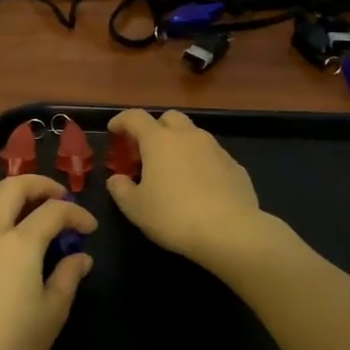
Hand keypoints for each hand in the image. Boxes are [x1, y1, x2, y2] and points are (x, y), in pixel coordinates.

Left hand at [0, 174, 95, 349]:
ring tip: (43, 217)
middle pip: (12, 188)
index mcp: (19, 244)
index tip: (91, 228)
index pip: (53, 211)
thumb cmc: (12, 347)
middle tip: (62, 198)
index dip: (76, 214)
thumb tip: (79, 257)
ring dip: (19, 199)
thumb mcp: (51, 314)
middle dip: (40, 184)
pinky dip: (5, 219)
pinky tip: (20, 245)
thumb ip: (67, 278)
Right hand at [105, 109, 266, 266]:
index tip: (114, 131)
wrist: (230, 231)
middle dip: (155, 128)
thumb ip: (120, 189)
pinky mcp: (235, 166)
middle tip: (147, 151)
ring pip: (194, 135)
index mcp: (159, 141)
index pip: (135, 117)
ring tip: (174, 171)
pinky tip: (199, 187)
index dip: (121, 120)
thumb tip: (117, 179)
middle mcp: (189, 136)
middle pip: (169, 118)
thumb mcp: (135, 208)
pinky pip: (212, 156)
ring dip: (180, 145)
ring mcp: (215, 149)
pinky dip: (200, 163)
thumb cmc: (174, 216)